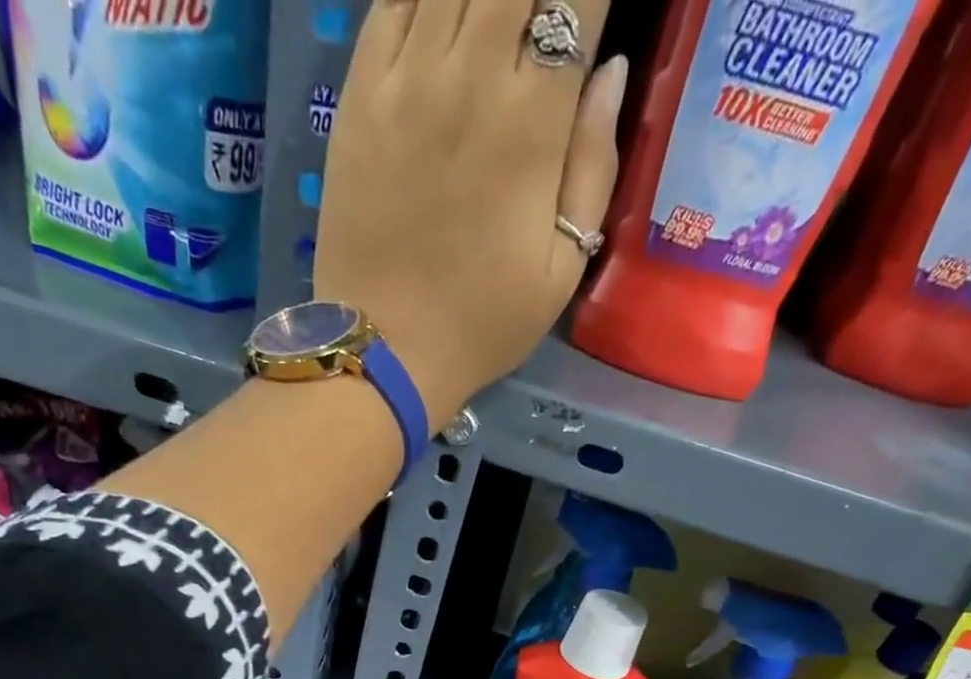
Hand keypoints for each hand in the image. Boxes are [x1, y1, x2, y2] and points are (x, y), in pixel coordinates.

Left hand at [312, 0, 628, 429]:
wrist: (387, 352)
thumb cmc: (483, 323)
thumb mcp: (563, 269)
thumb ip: (594, 165)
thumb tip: (610, 70)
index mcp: (531, 124)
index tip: (587, 14)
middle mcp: (470, 76)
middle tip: (541, 21)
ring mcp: (406, 78)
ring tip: (496, 21)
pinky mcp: (360, 93)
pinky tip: (445, 17)